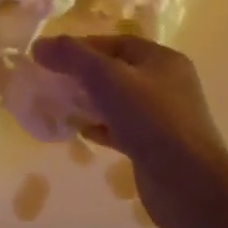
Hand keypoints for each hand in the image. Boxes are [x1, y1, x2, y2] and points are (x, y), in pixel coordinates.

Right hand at [32, 35, 227, 227]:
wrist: (188, 184)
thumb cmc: (150, 120)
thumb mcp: (107, 78)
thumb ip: (73, 57)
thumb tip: (39, 45)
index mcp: (162, 60)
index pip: (116, 43)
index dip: (82, 46)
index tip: (50, 57)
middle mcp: (166, 84)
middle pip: (116, 71)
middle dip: (82, 75)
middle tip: (52, 81)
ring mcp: (162, 117)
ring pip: (117, 101)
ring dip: (89, 102)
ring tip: (60, 106)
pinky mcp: (155, 146)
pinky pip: (121, 128)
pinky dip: (100, 127)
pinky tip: (80, 132)